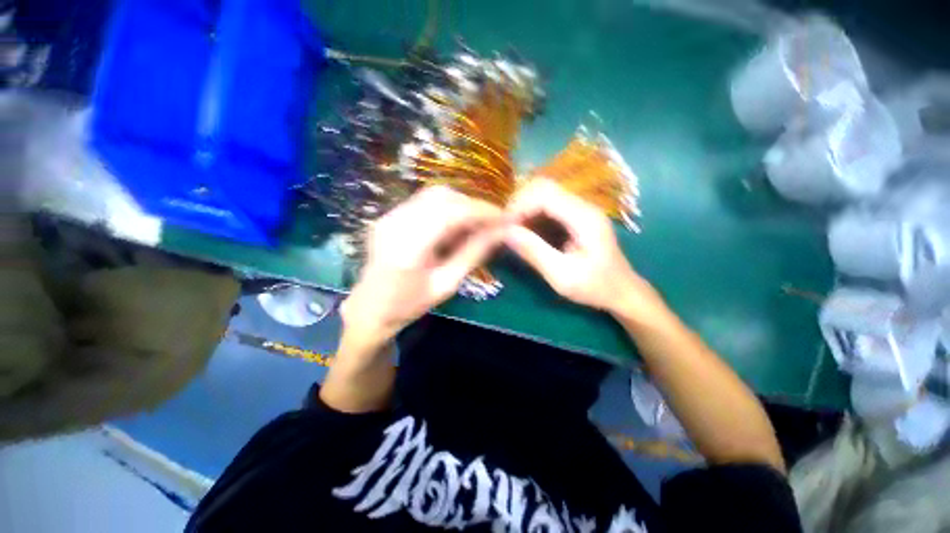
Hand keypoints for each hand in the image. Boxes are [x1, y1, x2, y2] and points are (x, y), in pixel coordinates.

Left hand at [341, 186, 504, 347]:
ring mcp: (389, 216)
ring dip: (460, 204)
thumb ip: (473, 254)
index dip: (481, 211)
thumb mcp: (446, 284)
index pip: (451, 213)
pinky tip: (454, 225)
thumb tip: (500, 233)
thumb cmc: (409, 305)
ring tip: (475, 224)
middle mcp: (395, 223)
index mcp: (408, 247)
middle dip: (472, 205)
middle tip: (490, 222)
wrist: (369, 308)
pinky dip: (446, 207)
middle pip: (442, 196)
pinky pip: (424, 201)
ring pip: (433, 194)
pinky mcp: (389, 215)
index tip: (503, 218)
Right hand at [504, 179, 659, 318]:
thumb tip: (505, 232)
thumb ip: (534, 252)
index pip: (544, 194)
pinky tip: (525, 231)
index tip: (503, 227)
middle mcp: (583, 206)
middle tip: (506, 228)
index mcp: (584, 217)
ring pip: (543, 193)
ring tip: (512, 230)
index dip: (519, 206)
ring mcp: (580, 209)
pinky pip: (547, 205)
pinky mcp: (575, 216)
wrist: (621, 291)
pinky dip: (531, 214)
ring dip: (523, 208)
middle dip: (519, 203)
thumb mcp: (562, 276)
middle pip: (543, 186)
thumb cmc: (594, 287)